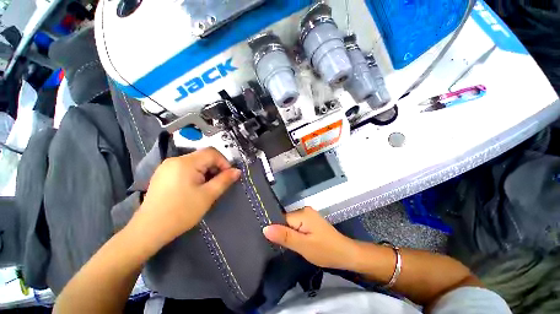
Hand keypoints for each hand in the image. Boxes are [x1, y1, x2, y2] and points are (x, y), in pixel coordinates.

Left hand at [134, 148, 240, 246]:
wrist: (149, 230)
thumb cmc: (182, 212)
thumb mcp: (208, 195)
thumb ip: (224, 180)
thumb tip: (237, 171)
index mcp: (186, 163)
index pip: (212, 153)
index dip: (224, 162)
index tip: (228, 176)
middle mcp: (175, 160)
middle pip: (203, 156)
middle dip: (215, 168)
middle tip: (219, 183)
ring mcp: (167, 167)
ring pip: (195, 162)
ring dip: (206, 171)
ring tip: (207, 187)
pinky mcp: (163, 174)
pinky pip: (185, 168)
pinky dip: (195, 174)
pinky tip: (195, 188)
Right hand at [263, 207, 357, 269]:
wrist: (346, 254)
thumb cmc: (326, 251)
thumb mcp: (303, 246)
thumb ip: (285, 236)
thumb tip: (265, 228)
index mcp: (302, 213)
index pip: (281, 218)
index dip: (276, 230)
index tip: (271, 242)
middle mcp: (304, 210)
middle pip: (285, 220)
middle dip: (282, 232)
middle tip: (279, 247)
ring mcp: (308, 215)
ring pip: (290, 224)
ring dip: (288, 234)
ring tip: (285, 246)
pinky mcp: (310, 221)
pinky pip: (296, 225)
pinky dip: (294, 233)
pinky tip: (294, 242)